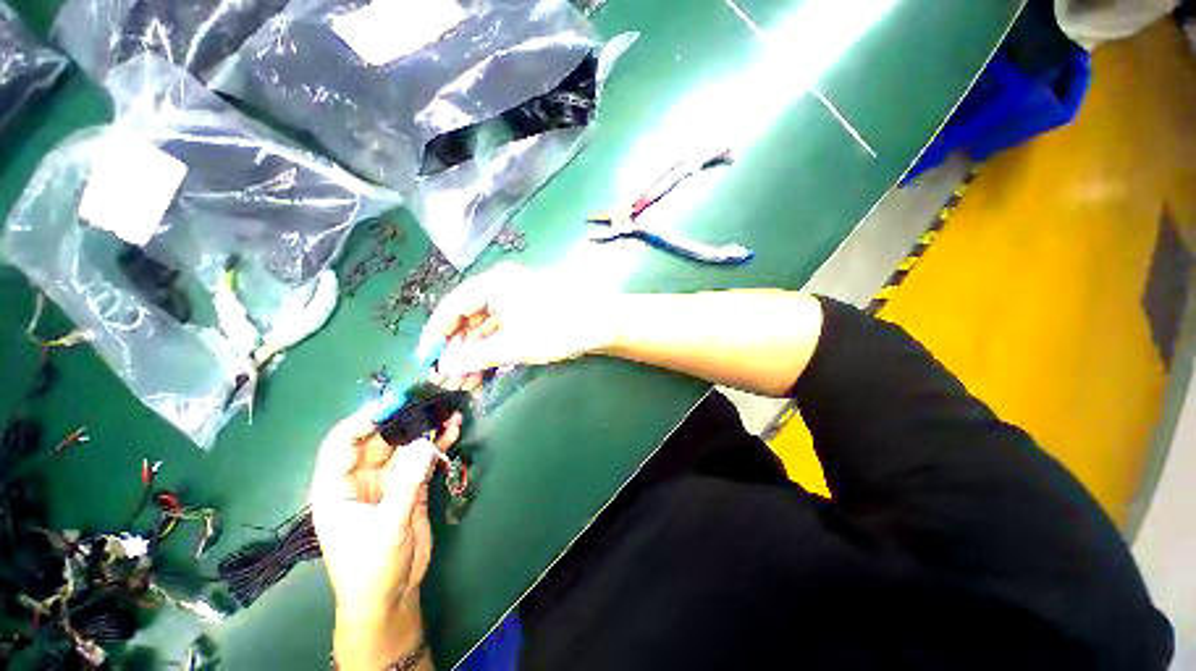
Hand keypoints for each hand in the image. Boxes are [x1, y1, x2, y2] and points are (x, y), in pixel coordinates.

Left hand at [310, 408, 461, 669]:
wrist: (391, 595)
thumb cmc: (371, 567)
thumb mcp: (386, 526)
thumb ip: (407, 483)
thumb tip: (427, 443)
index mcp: (336, 486)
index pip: (343, 441)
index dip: (366, 419)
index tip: (396, 402)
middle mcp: (360, 477)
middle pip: (380, 438)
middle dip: (405, 418)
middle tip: (432, 399)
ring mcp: (388, 480)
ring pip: (406, 445)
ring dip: (427, 428)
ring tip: (449, 408)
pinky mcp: (410, 485)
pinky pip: (424, 458)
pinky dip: (438, 443)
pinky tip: (454, 429)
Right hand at [422, 262, 618, 389]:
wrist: (601, 324)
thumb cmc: (555, 328)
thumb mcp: (512, 345)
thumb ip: (474, 355)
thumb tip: (444, 366)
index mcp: (493, 284)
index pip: (453, 307)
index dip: (436, 335)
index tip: (426, 360)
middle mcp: (502, 288)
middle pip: (469, 319)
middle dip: (458, 351)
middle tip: (448, 379)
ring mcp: (517, 301)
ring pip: (486, 329)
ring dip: (475, 355)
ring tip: (465, 383)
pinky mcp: (530, 314)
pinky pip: (503, 331)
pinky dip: (494, 351)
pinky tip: (486, 372)